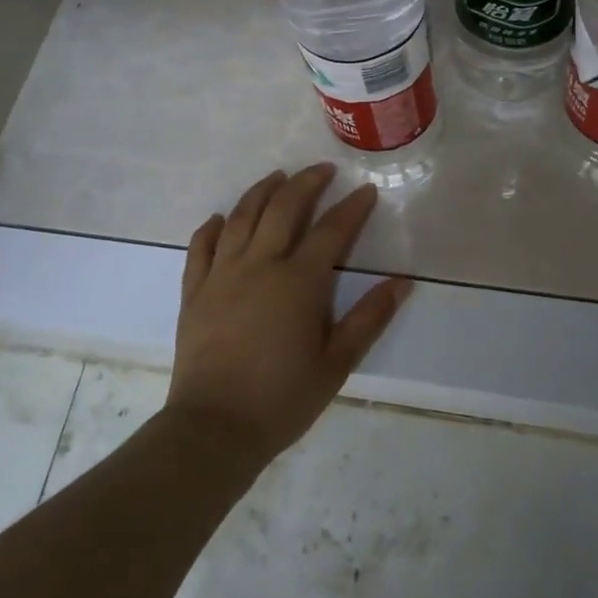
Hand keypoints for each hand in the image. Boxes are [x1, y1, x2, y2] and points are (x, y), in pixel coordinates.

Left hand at [165, 164, 409, 470]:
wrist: (214, 429)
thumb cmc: (282, 399)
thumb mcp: (337, 363)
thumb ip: (369, 318)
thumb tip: (402, 282)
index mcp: (299, 282)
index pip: (332, 230)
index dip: (353, 207)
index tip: (367, 190)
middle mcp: (260, 265)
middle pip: (284, 208)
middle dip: (306, 182)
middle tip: (323, 169)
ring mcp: (222, 274)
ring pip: (241, 216)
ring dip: (261, 191)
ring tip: (277, 177)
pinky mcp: (195, 291)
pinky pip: (201, 246)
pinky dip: (212, 226)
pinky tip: (221, 218)